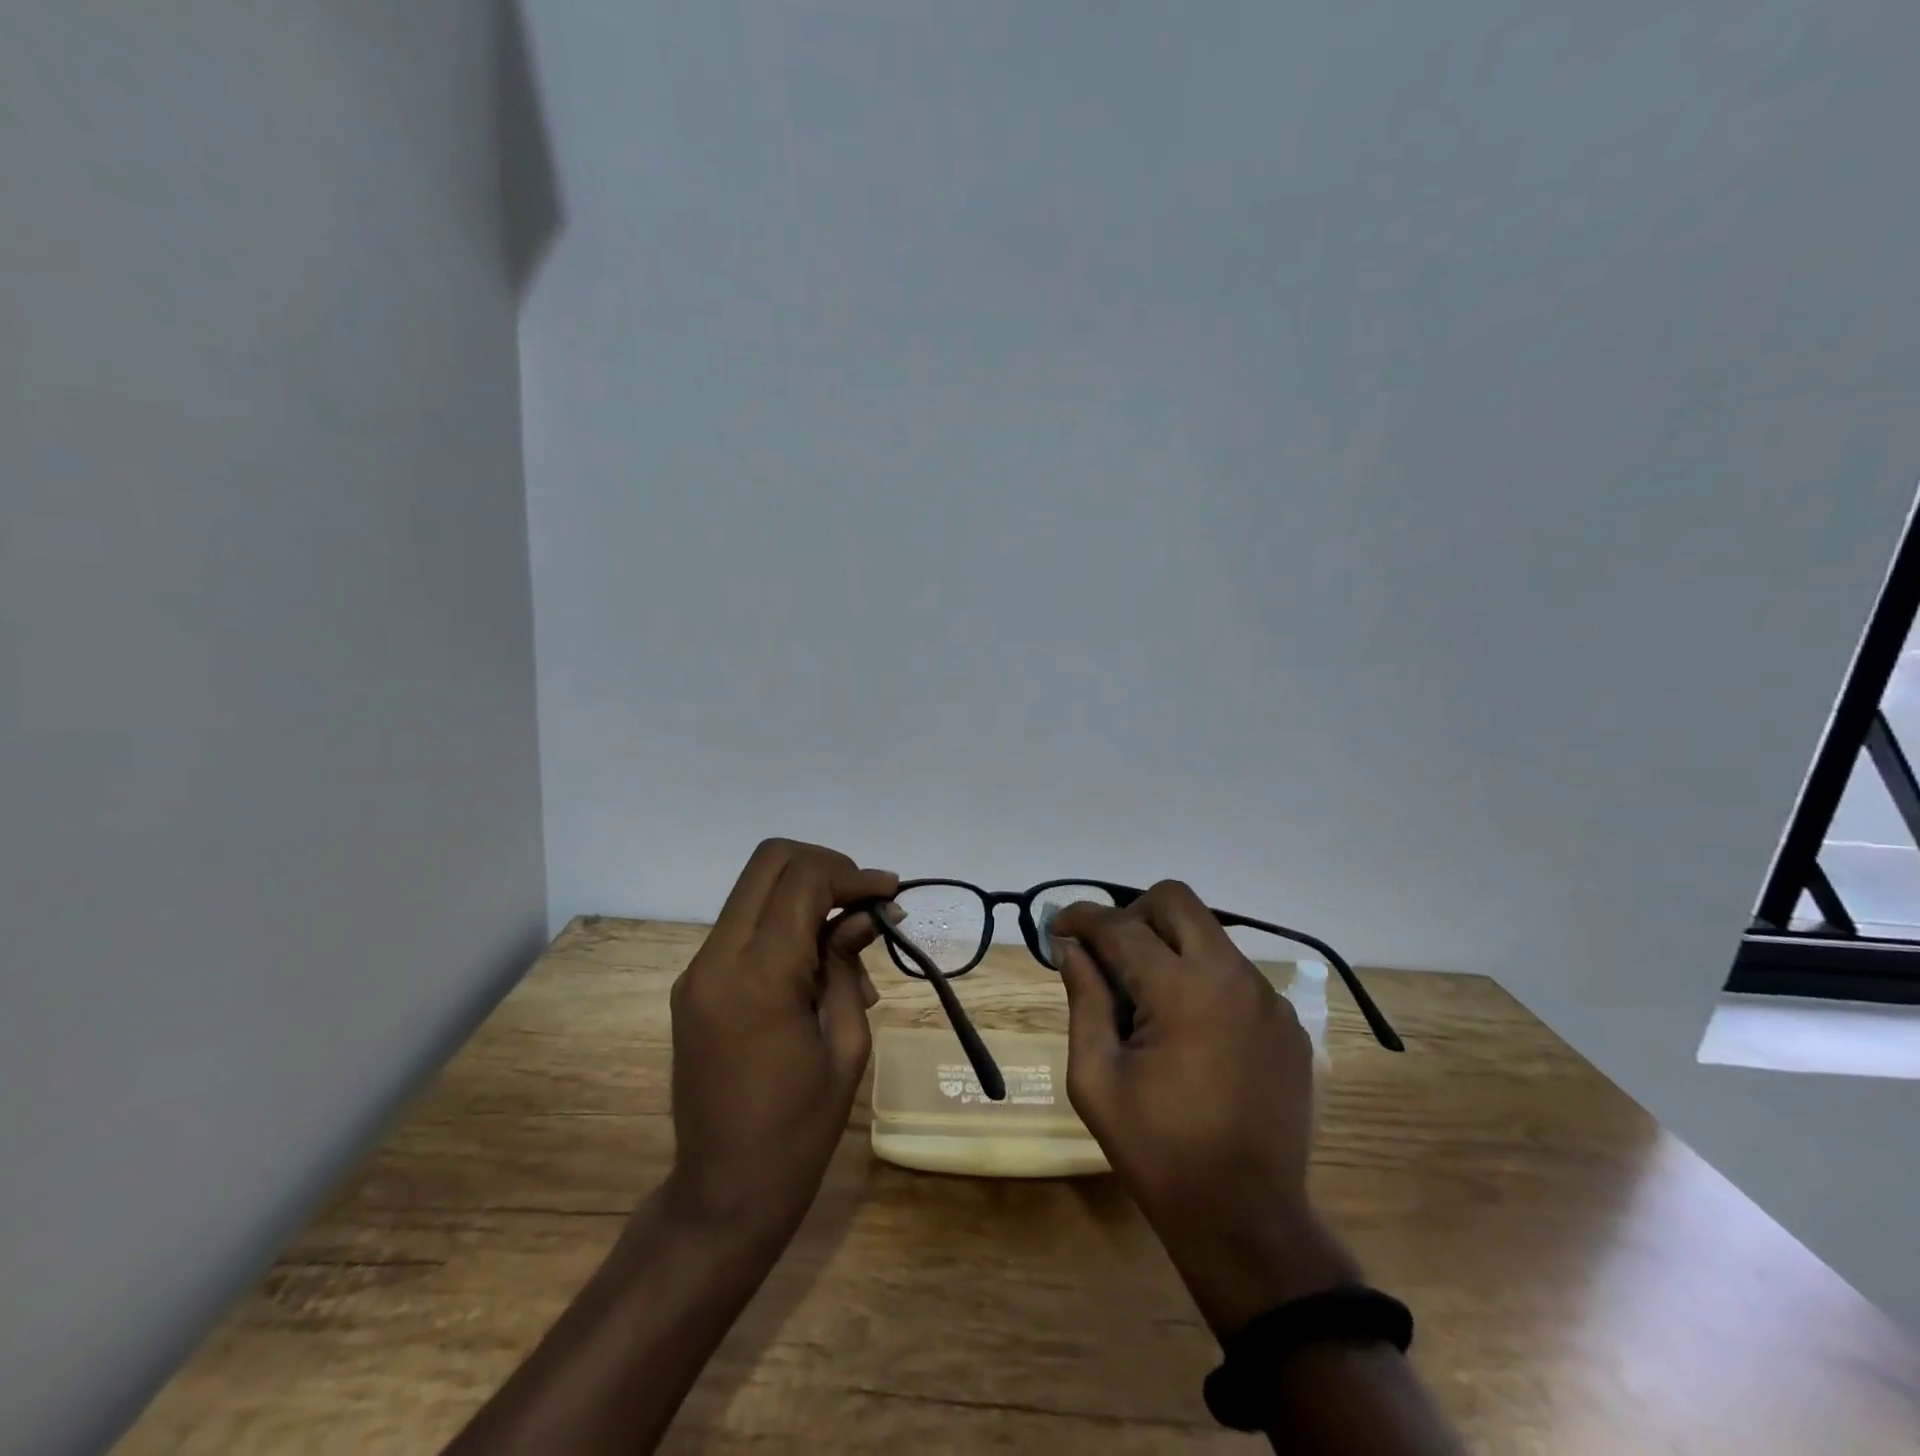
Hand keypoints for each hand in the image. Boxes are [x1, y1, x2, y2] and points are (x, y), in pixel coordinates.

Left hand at [662, 838, 896, 1250]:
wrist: (722, 1194)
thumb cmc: (799, 1132)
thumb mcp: (846, 1045)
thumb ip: (849, 965)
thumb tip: (867, 914)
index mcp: (759, 976)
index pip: (803, 880)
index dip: (852, 875)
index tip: (890, 894)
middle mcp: (717, 959)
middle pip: (769, 861)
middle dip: (825, 866)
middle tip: (864, 900)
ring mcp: (698, 970)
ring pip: (755, 888)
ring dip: (805, 894)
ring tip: (850, 944)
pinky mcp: (694, 984)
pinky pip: (744, 925)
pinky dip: (784, 922)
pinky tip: (818, 965)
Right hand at [1051, 881, 1358, 1337]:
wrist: (1246, 1219)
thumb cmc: (1157, 1150)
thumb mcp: (1096, 1078)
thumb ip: (1083, 1000)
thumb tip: (1072, 949)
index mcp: (1181, 990)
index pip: (1121, 925)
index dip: (1081, 917)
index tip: (1057, 925)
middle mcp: (1232, 977)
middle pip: (1175, 900)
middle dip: (1131, 912)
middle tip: (1108, 953)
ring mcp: (1268, 998)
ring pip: (1208, 934)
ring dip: (1169, 946)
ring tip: (1146, 997)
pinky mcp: (1287, 1023)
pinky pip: (1235, 973)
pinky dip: (1202, 979)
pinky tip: (1189, 1029)